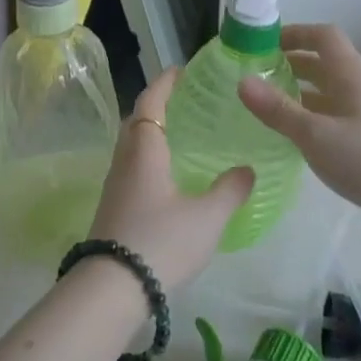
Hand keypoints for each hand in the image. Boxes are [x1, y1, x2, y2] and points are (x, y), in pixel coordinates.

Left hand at [86, 68, 254, 293]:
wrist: (111, 289)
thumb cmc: (161, 242)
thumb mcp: (207, 217)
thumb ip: (230, 190)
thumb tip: (248, 170)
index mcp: (145, 151)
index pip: (150, 103)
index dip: (164, 83)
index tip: (180, 70)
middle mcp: (124, 162)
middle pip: (136, 122)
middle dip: (157, 106)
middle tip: (184, 102)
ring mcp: (115, 186)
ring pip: (131, 147)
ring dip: (151, 134)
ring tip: (181, 137)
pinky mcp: (113, 209)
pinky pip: (131, 169)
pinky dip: (148, 159)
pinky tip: (168, 178)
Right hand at [237, 23, 360, 237]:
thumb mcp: (315, 135)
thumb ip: (278, 109)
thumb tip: (242, 81)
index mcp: (350, 73)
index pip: (322, 36)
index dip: (294, 33)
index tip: (263, 44)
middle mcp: (360, 85)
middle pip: (323, 62)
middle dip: (290, 63)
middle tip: (257, 75)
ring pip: (328, 90)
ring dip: (300, 91)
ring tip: (268, 104)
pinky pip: (334, 113)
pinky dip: (312, 114)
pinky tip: (295, 134)